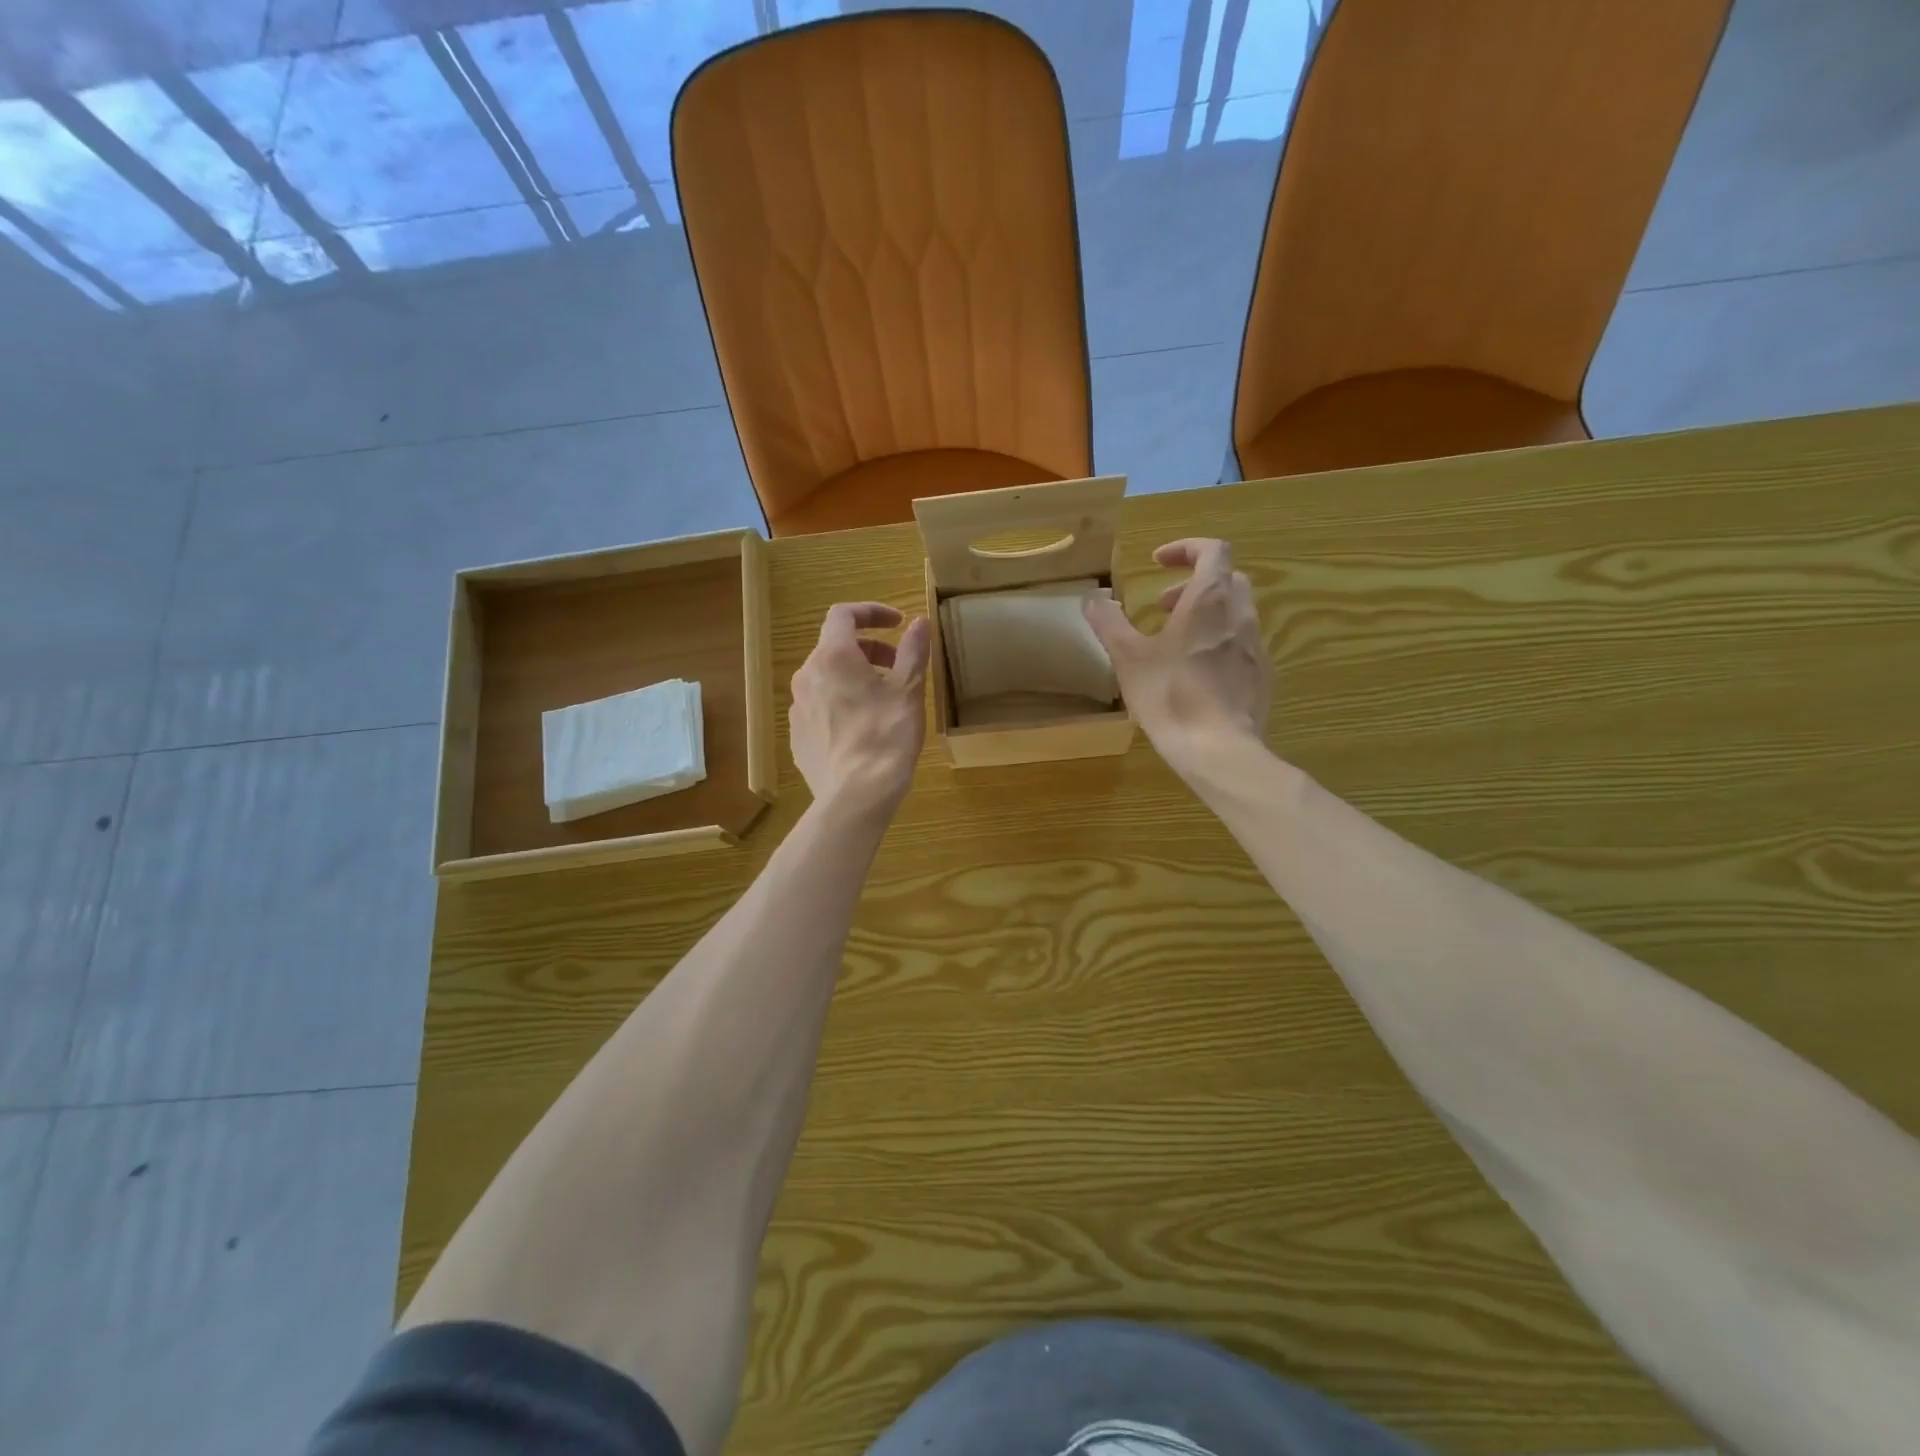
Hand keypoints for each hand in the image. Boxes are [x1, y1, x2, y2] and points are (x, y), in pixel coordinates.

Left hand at [789, 603, 929, 818]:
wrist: (855, 795)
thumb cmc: (886, 736)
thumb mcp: (908, 690)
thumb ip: (914, 651)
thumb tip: (920, 622)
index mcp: (833, 656)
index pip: (843, 614)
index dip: (871, 612)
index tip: (898, 623)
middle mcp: (807, 675)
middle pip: (835, 646)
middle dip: (869, 648)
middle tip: (898, 667)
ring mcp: (798, 707)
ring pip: (826, 677)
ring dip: (854, 676)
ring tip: (883, 700)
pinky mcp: (797, 735)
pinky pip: (819, 706)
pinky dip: (841, 703)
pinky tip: (863, 728)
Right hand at [1083, 538, 1270, 776]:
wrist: (1218, 749)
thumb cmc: (1170, 696)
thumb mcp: (1128, 658)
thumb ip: (1109, 623)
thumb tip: (1092, 599)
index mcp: (1209, 600)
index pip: (1212, 550)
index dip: (1185, 549)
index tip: (1157, 563)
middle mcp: (1240, 615)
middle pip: (1227, 578)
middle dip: (1192, 584)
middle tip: (1161, 606)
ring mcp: (1256, 646)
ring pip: (1236, 612)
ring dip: (1207, 614)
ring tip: (1175, 641)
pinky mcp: (1262, 676)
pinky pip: (1242, 644)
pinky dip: (1219, 642)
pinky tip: (1197, 673)